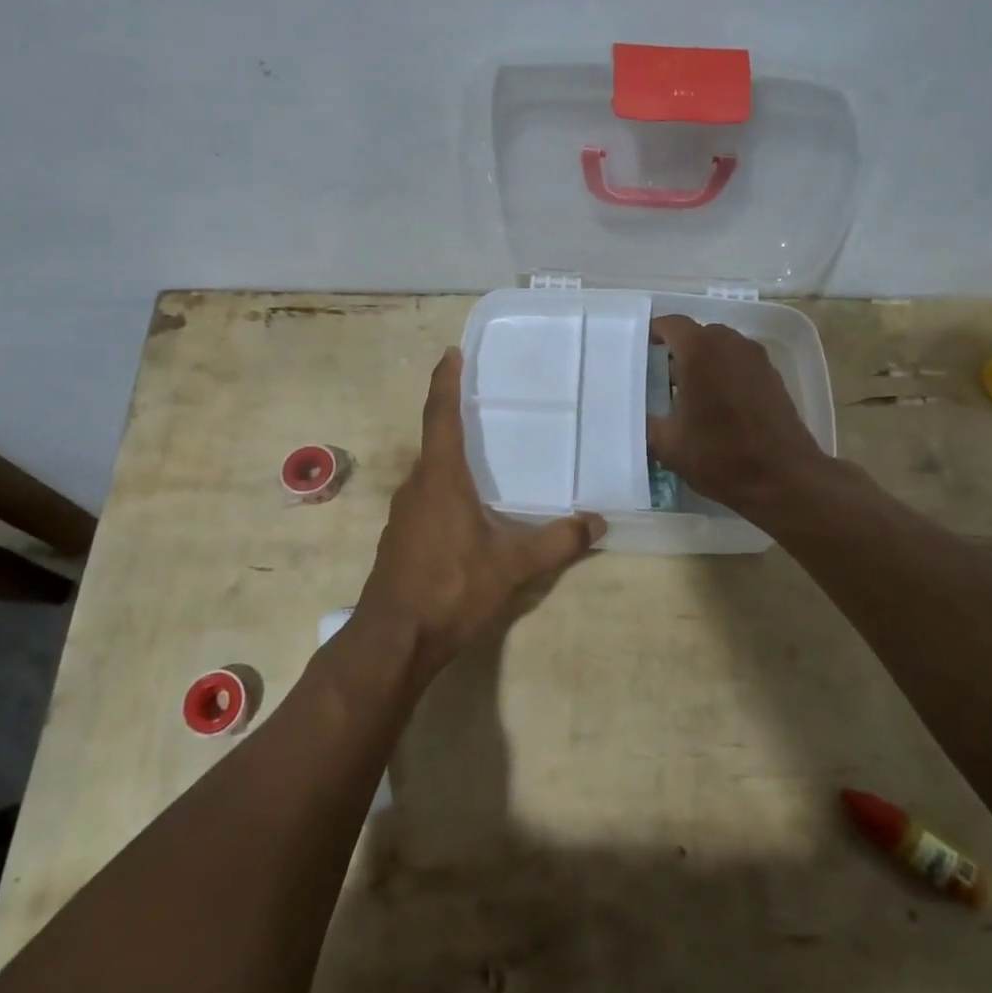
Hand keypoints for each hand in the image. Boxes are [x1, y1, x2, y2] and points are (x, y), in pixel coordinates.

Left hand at [356, 348, 604, 678]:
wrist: (394, 639)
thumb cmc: (451, 588)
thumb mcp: (513, 565)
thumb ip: (558, 541)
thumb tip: (598, 522)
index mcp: (441, 477)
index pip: (441, 415)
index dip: (445, 381)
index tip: (450, 353)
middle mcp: (417, 486)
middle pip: (436, 441)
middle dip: (456, 419)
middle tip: (486, 404)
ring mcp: (404, 514)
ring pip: (431, 473)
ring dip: (453, 458)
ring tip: (485, 456)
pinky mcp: (400, 538)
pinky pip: (427, 498)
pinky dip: (447, 489)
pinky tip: (469, 510)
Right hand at [646, 315, 830, 517]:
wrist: (783, 479)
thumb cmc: (720, 456)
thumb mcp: (668, 445)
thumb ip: (647, 423)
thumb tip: (637, 415)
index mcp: (700, 352)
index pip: (672, 324)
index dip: (655, 332)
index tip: (643, 349)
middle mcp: (730, 344)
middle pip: (699, 334)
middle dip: (679, 349)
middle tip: (662, 376)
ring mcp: (757, 359)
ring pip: (723, 348)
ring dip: (705, 362)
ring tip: (689, 392)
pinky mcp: (774, 377)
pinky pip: (741, 364)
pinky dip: (726, 374)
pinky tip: (718, 405)